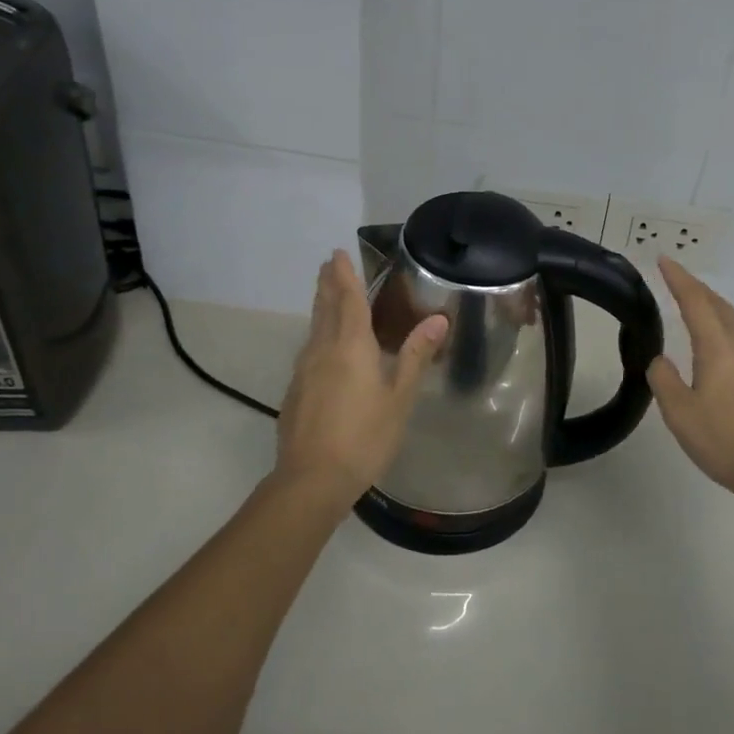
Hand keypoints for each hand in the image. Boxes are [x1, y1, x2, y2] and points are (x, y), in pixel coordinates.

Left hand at [275, 250, 447, 507]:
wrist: (312, 480)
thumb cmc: (364, 436)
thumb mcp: (399, 397)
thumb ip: (415, 356)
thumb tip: (437, 319)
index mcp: (351, 347)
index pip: (348, 300)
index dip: (345, 276)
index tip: (338, 254)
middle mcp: (323, 350)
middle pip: (325, 309)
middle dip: (328, 284)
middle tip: (328, 264)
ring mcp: (304, 371)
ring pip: (314, 328)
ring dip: (320, 306)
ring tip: (325, 295)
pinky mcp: (296, 392)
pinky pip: (309, 350)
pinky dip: (317, 334)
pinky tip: (322, 346)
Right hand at [648, 258, 733, 503]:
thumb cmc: (725, 442)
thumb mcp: (679, 414)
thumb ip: (665, 380)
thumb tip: (662, 360)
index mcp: (719, 349)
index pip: (695, 302)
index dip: (679, 279)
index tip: (664, 260)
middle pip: (721, 307)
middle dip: (699, 290)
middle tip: (679, 281)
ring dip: (716, 311)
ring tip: (700, 313)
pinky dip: (729, 336)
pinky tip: (725, 355)